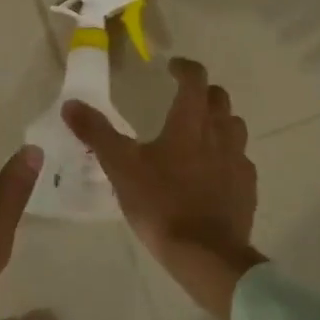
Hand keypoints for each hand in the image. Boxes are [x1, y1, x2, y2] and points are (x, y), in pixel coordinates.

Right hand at [63, 58, 265, 319]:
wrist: (205, 253)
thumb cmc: (161, 204)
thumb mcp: (121, 168)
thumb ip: (97, 134)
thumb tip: (71, 104)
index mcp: (190, 123)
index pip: (195, 80)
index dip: (185, 68)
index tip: (172, 67)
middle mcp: (220, 134)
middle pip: (219, 99)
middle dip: (203, 93)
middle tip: (184, 99)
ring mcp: (238, 160)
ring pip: (235, 127)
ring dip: (219, 121)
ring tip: (200, 133)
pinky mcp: (247, 186)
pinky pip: (241, 160)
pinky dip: (228, 156)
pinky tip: (214, 172)